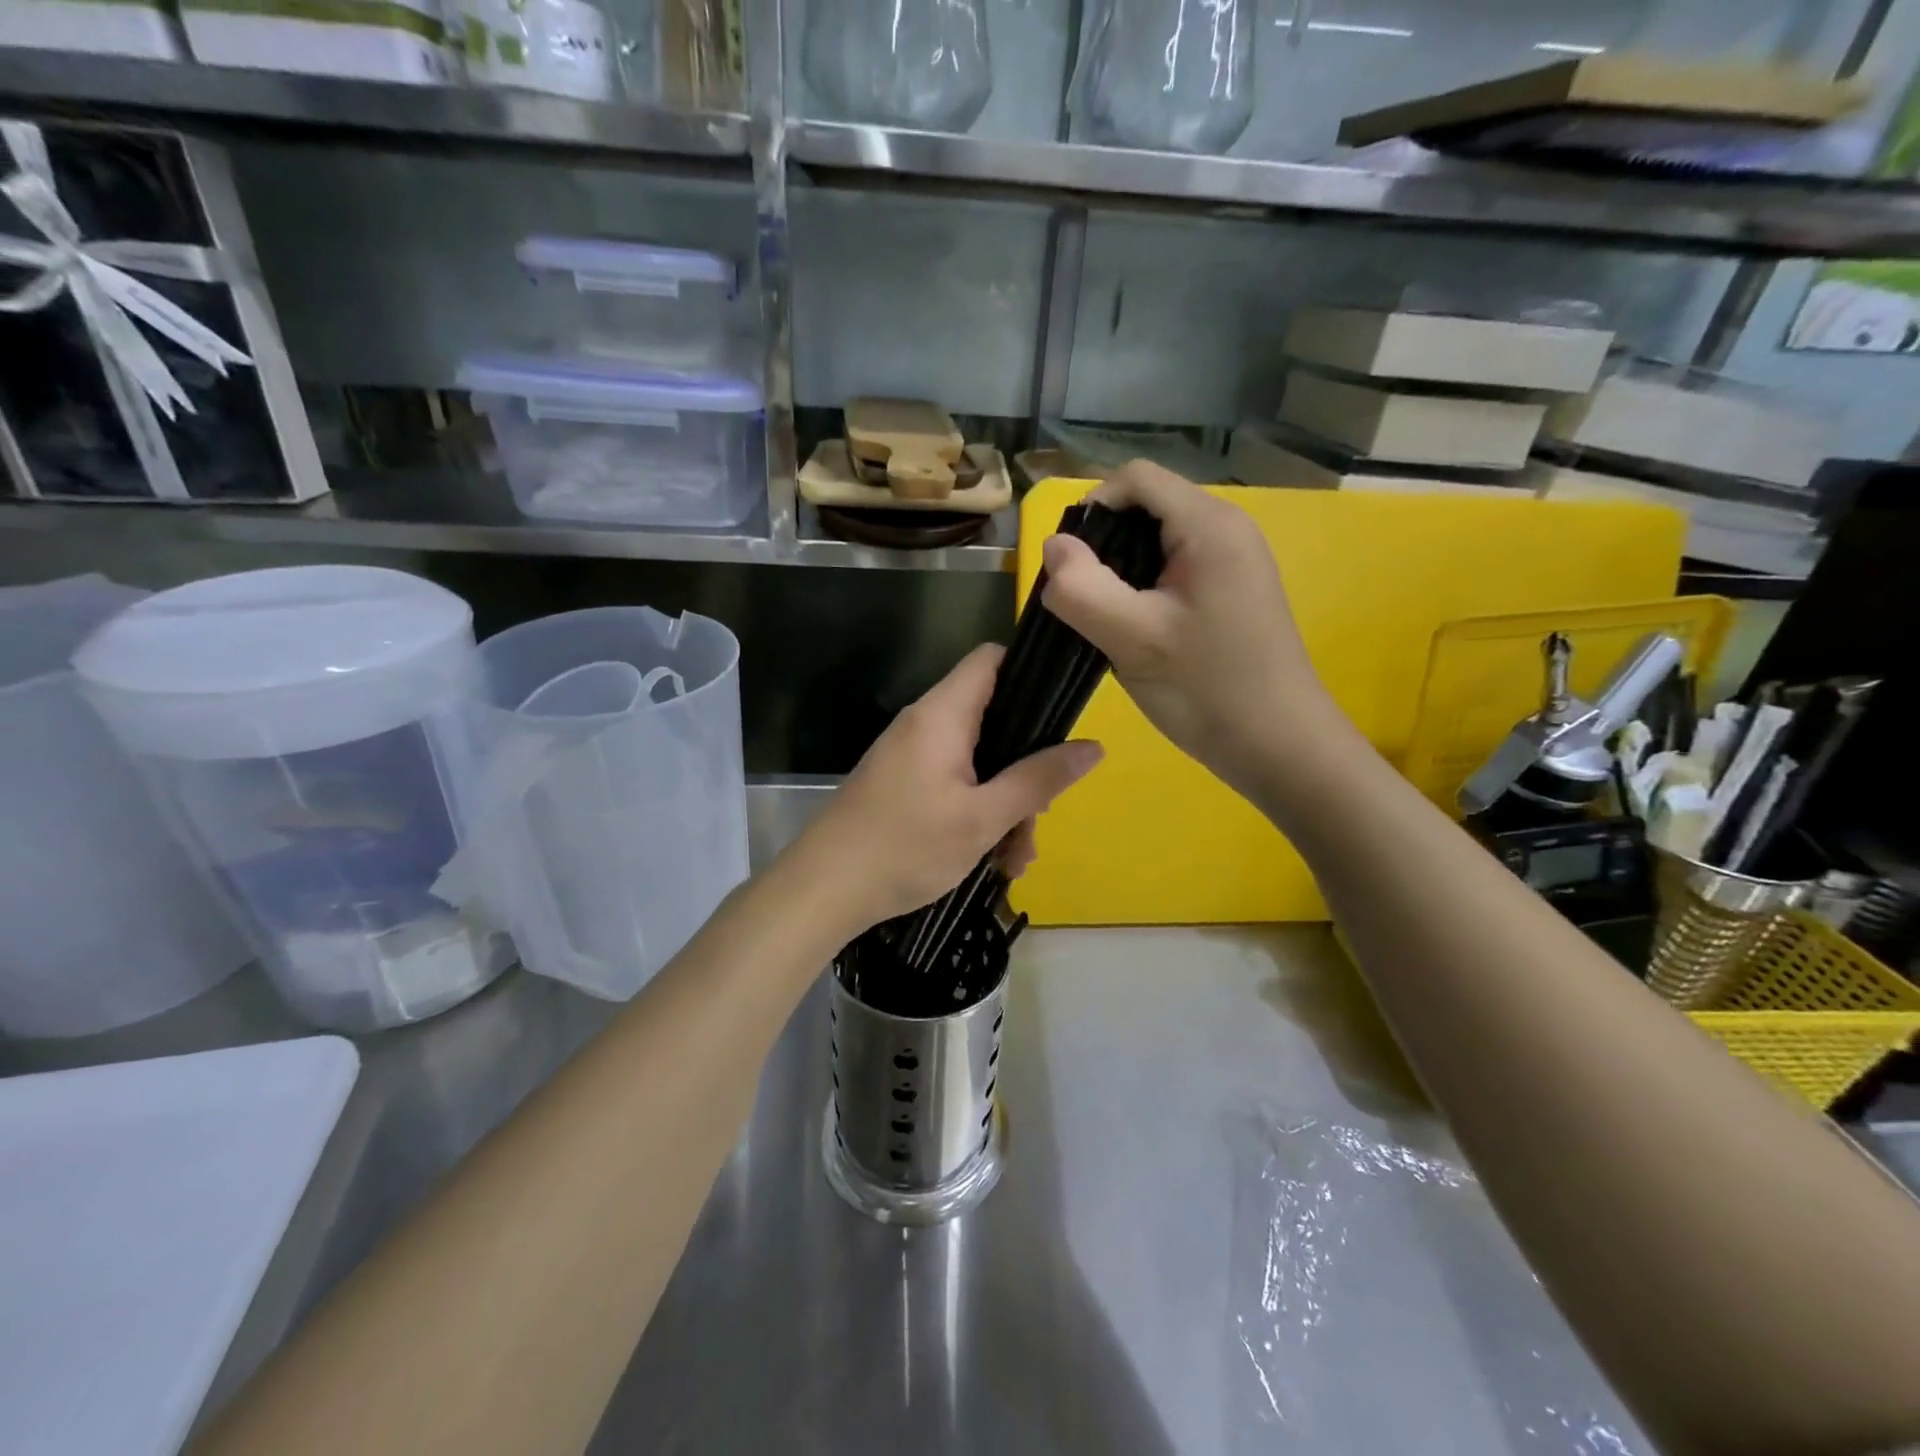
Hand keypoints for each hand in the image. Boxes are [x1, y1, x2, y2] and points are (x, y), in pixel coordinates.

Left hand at [797, 645, 1104, 931]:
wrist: (823, 891)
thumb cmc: (904, 847)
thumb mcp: (982, 819)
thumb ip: (1037, 780)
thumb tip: (1094, 747)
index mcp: (942, 715)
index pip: (991, 660)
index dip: (1030, 673)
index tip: (1061, 713)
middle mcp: (925, 725)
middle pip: (994, 721)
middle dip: (1025, 768)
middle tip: (1039, 817)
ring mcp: (911, 756)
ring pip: (978, 763)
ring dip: (1005, 805)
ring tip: (1014, 861)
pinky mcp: (903, 785)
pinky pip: (954, 785)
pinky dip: (977, 814)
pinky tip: (990, 861)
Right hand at [1040, 461, 1349, 798]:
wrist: (1278, 746)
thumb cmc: (1207, 689)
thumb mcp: (1133, 638)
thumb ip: (1083, 588)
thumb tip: (1053, 546)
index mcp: (1209, 524)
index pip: (1135, 478)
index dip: (1092, 508)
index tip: (1069, 566)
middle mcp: (1226, 529)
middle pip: (1145, 506)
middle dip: (1104, 544)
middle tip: (1085, 600)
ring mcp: (1232, 561)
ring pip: (1156, 541)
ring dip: (1120, 572)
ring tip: (1106, 619)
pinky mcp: (1230, 591)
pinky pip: (1173, 569)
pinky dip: (1143, 589)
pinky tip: (1134, 629)